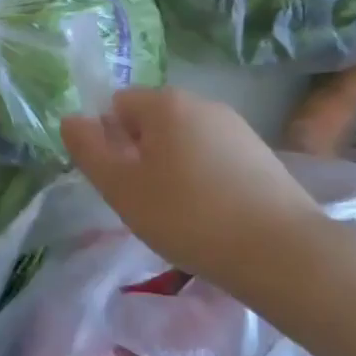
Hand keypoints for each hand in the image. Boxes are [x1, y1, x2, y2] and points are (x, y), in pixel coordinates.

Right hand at [60, 88, 324, 291]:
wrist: (283, 253)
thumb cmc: (188, 216)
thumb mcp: (121, 188)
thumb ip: (88, 149)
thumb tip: (72, 119)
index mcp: (164, 102)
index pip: (117, 105)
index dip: (110, 141)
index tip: (121, 181)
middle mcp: (202, 102)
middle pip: (152, 121)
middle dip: (141, 155)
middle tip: (146, 201)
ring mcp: (237, 127)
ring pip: (184, 141)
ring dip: (173, 168)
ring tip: (182, 215)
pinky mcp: (262, 155)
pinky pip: (215, 158)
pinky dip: (205, 180)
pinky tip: (214, 217)